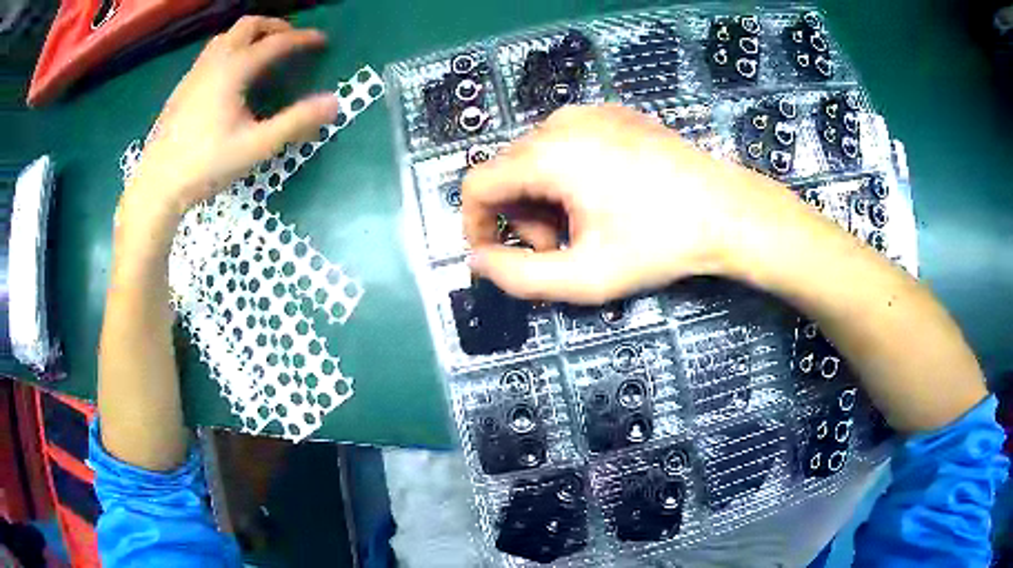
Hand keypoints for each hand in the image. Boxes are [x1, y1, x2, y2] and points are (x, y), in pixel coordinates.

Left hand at [123, 16, 339, 220]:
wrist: (157, 185)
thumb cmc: (206, 165)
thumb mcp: (256, 147)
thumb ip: (295, 123)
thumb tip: (334, 103)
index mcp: (234, 70)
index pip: (275, 43)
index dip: (302, 39)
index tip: (322, 41)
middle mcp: (214, 62)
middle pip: (248, 25)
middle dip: (274, 26)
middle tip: (290, 40)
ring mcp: (194, 73)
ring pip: (226, 36)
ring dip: (249, 35)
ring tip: (262, 50)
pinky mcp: (182, 88)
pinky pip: (210, 53)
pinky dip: (230, 49)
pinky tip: (230, 74)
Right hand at [462, 104, 793, 303]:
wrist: (728, 211)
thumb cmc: (659, 245)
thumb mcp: (586, 277)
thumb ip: (519, 276)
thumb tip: (478, 260)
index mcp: (549, 155)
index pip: (478, 184)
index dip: (476, 224)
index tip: (496, 255)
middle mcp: (562, 122)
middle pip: (509, 172)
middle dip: (521, 217)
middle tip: (560, 249)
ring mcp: (591, 112)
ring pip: (537, 157)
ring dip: (545, 198)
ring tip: (585, 226)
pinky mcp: (614, 114)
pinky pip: (568, 142)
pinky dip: (568, 174)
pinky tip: (606, 196)